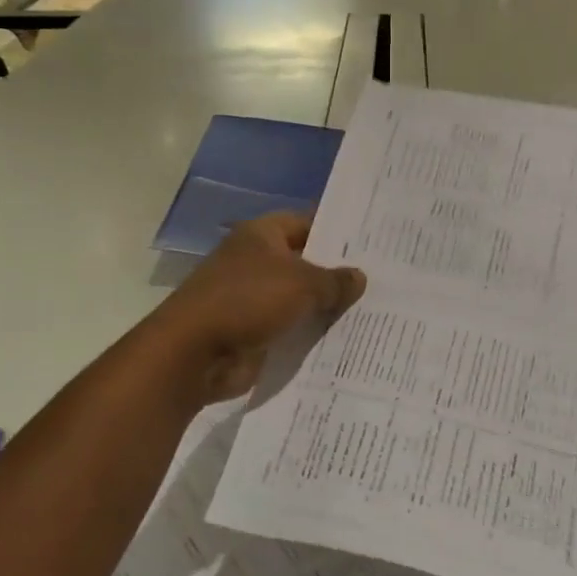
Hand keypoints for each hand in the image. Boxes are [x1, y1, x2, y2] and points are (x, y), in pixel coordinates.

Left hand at [150, 213, 366, 404]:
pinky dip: (311, 335)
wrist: (195, 353)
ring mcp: (253, 299)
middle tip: (381, 279)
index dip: (336, 230)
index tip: (371, 241)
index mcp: (261, 235)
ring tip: (372, 311)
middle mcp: (256, 262)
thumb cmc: (248, 300)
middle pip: (305, 263)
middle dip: (336, 273)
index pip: (306, 223)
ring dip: (326, 308)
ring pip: (300, 299)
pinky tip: (346, 340)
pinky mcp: (253, 332)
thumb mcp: (302, 283)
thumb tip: (359, 277)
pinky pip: (291, 329)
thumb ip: (334, 280)